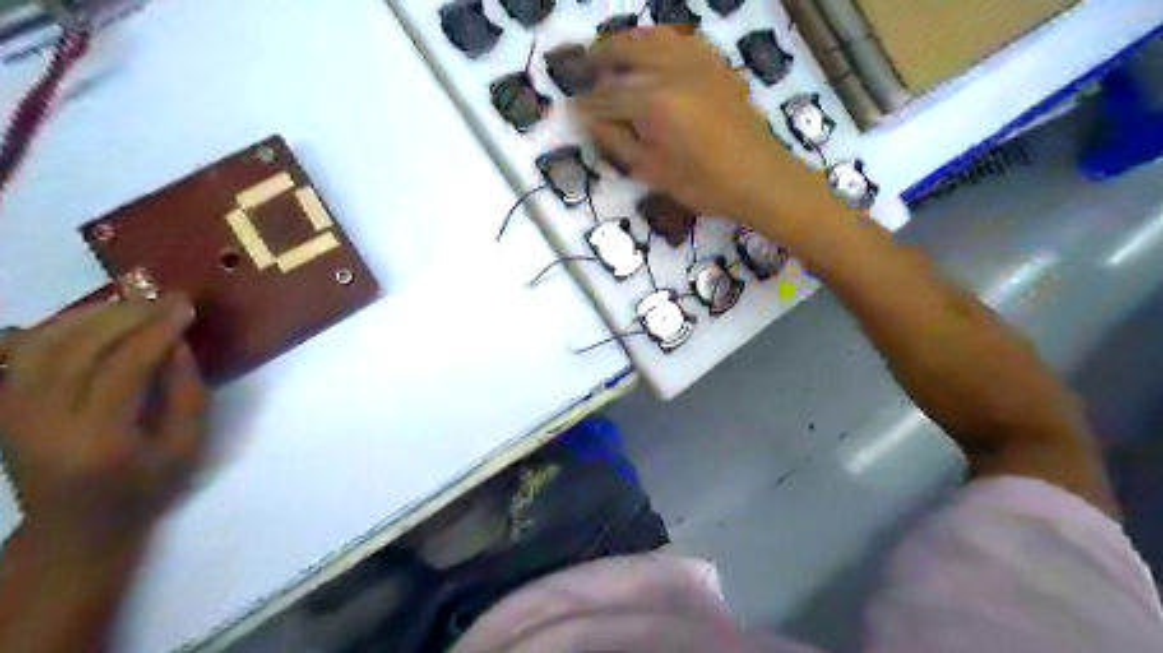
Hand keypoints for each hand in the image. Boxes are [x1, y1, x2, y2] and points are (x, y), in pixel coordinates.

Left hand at [1, 299, 209, 557]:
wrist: (75, 529)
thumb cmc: (144, 489)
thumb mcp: (186, 446)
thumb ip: (187, 392)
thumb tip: (177, 342)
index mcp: (97, 439)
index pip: (123, 368)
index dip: (156, 332)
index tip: (185, 308)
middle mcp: (42, 422)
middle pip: (76, 349)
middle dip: (125, 316)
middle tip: (162, 299)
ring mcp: (11, 415)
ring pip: (39, 345)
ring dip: (87, 316)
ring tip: (129, 304)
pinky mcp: (0, 409)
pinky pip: (15, 355)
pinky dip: (48, 329)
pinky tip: (82, 321)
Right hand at [576, 27, 821, 230]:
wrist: (761, 178)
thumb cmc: (705, 185)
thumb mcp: (654, 171)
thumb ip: (619, 141)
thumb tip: (590, 120)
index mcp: (654, 104)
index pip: (608, 98)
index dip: (586, 105)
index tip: (569, 107)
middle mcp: (672, 71)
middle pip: (626, 51)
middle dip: (600, 57)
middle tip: (583, 67)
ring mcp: (697, 62)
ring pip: (652, 37)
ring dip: (626, 42)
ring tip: (611, 53)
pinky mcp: (715, 64)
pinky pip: (680, 39)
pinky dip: (658, 40)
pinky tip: (652, 53)